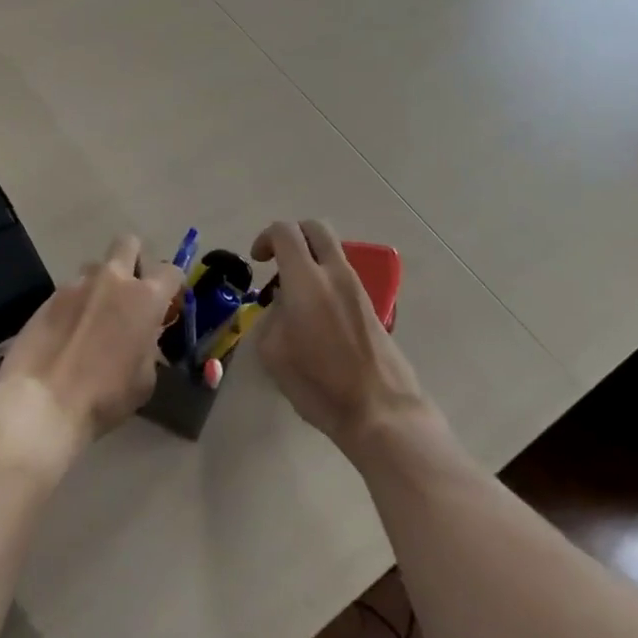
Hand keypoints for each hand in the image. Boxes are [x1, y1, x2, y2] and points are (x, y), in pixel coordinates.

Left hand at [0, 236, 182, 475]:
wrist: (42, 404)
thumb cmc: (104, 398)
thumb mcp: (145, 380)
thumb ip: (149, 347)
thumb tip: (142, 339)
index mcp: (145, 298)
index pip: (170, 271)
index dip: (172, 285)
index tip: (168, 304)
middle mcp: (112, 280)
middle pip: (129, 243)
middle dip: (134, 260)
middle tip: (131, 292)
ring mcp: (76, 285)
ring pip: (95, 267)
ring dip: (100, 284)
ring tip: (93, 317)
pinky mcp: (47, 297)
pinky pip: (70, 291)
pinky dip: (74, 305)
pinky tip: (67, 334)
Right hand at [252, 219, 426, 453]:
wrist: (380, 409)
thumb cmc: (319, 384)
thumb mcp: (274, 353)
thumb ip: (271, 317)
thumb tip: (282, 305)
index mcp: (307, 280)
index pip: (285, 232)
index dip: (265, 238)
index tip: (257, 261)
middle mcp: (335, 273)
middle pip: (315, 228)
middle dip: (292, 235)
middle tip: (277, 260)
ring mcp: (357, 287)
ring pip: (332, 250)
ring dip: (310, 258)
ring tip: (294, 294)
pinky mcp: (370, 304)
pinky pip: (342, 274)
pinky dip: (324, 277)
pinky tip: (315, 313)